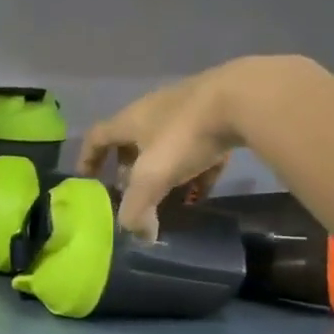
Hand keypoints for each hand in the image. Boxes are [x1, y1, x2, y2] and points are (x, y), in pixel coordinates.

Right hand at [79, 65, 246, 237]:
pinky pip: (199, 147)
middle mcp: (154, 111)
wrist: (245, 98)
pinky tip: (204, 189)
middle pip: (132, 140)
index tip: (87, 180)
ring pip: (167, 144)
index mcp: (130, 120)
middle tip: (133, 193)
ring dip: (164, 171)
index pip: (97, 137)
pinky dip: (196, 169)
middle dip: (129, 168)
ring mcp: (189, 110)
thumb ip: (138, 209)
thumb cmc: (185, 136)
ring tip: (169, 197)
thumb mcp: (153, 177)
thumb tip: (140, 236)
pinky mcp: (220, 114)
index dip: (88, 159)